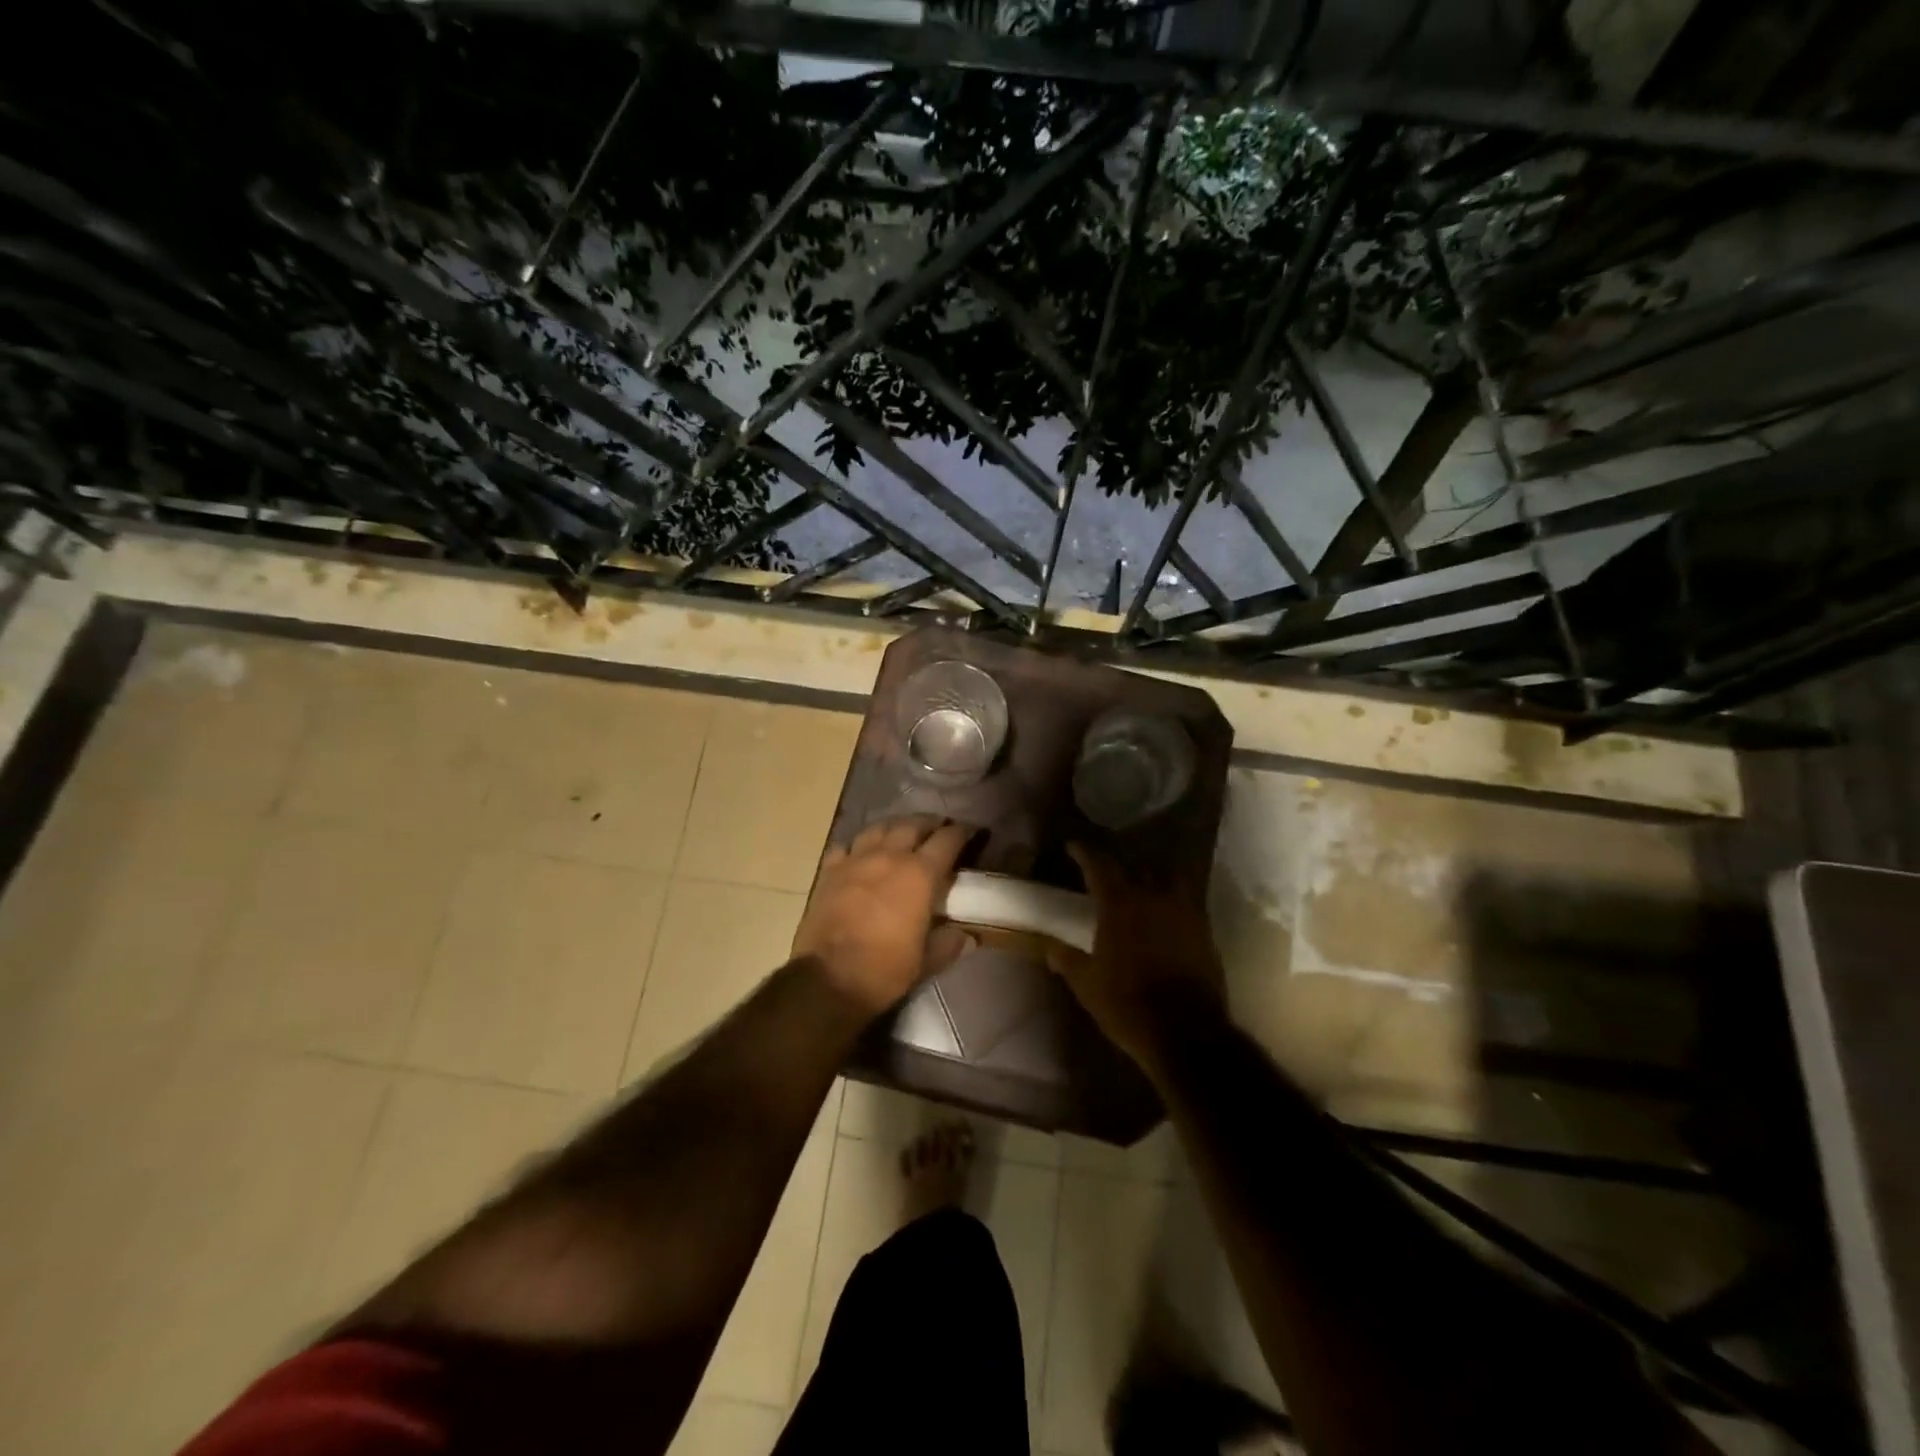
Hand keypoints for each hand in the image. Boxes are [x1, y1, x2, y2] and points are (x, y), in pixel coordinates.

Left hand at [793, 815, 976, 1015]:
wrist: (828, 978)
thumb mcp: (926, 962)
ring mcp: (856, 860)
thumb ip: (948, 944)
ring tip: (901, 833)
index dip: (961, 833)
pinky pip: (846, 846)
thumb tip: (968, 937)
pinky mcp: (830, 871)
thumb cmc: (884, 969)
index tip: (969, 832)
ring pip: (879, 828)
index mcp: (919, 875)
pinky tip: (860, 854)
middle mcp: (889, 856)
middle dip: (929, 824)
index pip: (947, 841)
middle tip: (937, 828)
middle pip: (912, 825)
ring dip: (894, 827)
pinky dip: (857, 846)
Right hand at [1048, 841, 1225, 1073]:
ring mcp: (1183, 909)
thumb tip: (1051, 947)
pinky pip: (1185, 897)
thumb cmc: (1128, 1005)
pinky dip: (1171, 896)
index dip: (1084, 851)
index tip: (1073, 846)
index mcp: (1120, 903)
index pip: (1099, 863)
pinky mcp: (1203, 928)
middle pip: (1134, 864)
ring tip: (1139, 883)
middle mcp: (1153, 896)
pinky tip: (1163, 910)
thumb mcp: (1087, 984)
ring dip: (1149, 874)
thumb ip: (1068, 960)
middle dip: (1117, 863)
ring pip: (1166, 875)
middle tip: (1104, 870)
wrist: (1188, 1032)